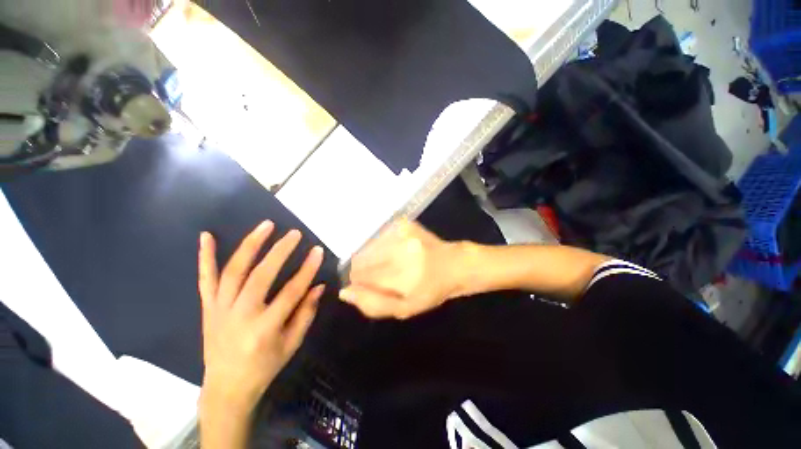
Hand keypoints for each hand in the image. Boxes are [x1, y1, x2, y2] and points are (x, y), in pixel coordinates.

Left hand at [198, 221, 324, 413]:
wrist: (226, 388)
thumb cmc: (265, 367)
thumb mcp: (292, 344)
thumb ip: (306, 313)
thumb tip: (319, 286)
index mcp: (264, 329)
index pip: (291, 292)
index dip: (306, 270)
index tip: (317, 251)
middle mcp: (240, 315)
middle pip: (260, 276)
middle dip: (280, 251)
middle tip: (294, 233)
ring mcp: (220, 309)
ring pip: (233, 271)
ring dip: (250, 245)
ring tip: (266, 225)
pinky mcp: (208, 308)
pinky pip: (205, 279)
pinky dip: (204, 257)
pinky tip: (206, 236)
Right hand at [340, 219, 463, 319]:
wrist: (454, 264)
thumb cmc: (430, 290)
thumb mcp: (404, 309)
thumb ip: (373, 304)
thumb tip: (344, 291)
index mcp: (401, 276)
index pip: (360, 275)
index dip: (360, 281)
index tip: (371, 284)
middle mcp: (399, 250)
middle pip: (361, 258)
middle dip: (366, 268)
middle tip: (384, 273)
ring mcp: (402, 232)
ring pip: (367, 245)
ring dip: (373, 255)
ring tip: (392, 261)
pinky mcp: (404, 223)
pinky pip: (379, 235)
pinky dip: (381, 244)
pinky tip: (396, 250)